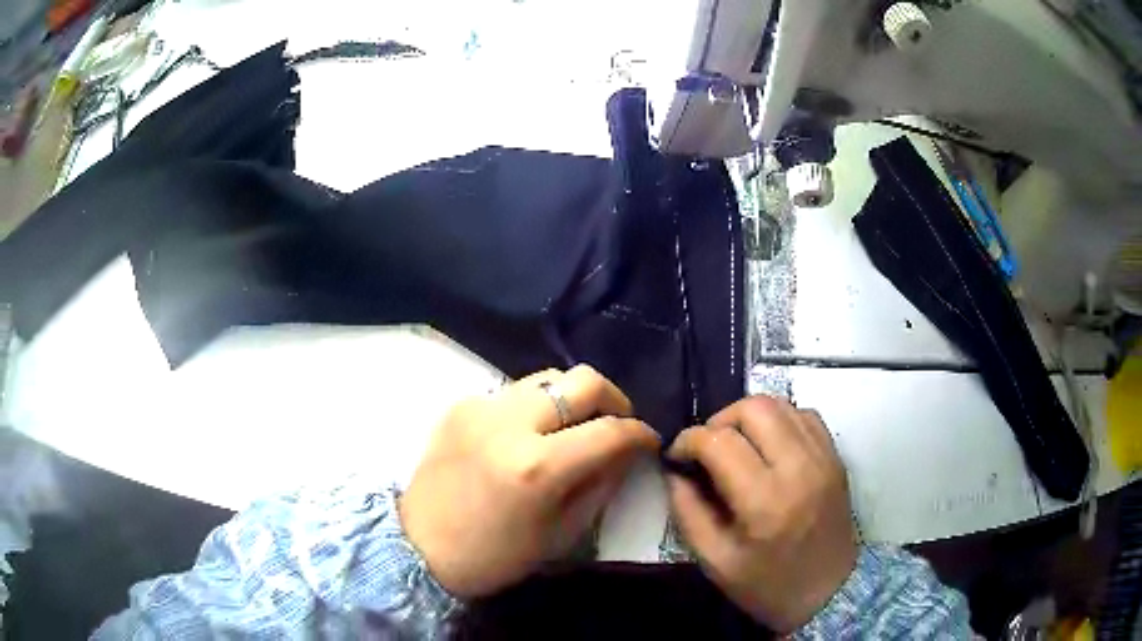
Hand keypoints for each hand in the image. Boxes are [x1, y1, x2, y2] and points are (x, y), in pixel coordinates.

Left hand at [399, 365, 660, 598]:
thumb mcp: (560, 533)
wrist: (418, 548)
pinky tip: (527, 436)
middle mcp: (509, 423)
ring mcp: (480, 407)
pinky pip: (513, 393)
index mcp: (537, 467)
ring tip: (573, 427)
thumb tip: (627, 452)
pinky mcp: (460, 405)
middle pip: (582, 380)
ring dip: (571, 399)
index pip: (610, 430)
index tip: (649, 441)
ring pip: (547, 378)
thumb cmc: (494, 556)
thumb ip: (601, 484)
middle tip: (616, 424)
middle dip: (613, 398)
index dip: (640, 433)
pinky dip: (534, 408)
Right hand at [666, 396, 857, 632]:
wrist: (828, 592)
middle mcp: (799, 468)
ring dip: (748, 416)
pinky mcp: (836, 457)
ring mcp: (823, 458)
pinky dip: (779, 420)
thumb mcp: (715, 561)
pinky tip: (767, 445)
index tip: (677, 456)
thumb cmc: (767, 585)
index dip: (688, 440)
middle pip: (753, 408)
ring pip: (780, 404)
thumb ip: (687, 512)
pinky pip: (804, 415)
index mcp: (765, 501)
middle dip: (719, 420)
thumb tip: (674, 471)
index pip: (719, 442)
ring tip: (735, 444)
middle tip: (707, 448)